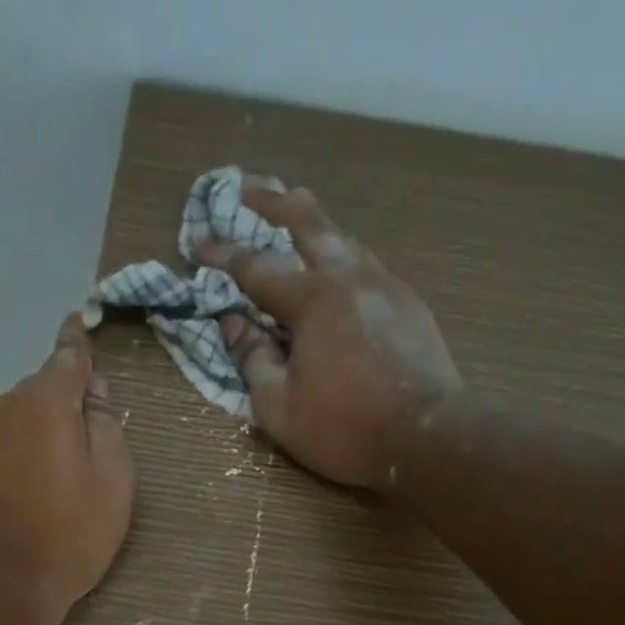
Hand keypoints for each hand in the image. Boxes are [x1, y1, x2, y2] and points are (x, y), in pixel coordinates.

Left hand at [0, 313, 134, 624]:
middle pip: (49, 386)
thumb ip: (107, 426)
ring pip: (32, 413)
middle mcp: (8, 406)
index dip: (81, 341)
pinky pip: (18, 437)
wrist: (2, 583)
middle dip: (75, 398)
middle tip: (104, 434)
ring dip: (56, 425)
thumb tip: (92, 395)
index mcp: (44, 401)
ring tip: (81, 465)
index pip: (68, 355)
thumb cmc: (70, 532)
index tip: (84, 321)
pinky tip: (53, 478)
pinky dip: (38, 445)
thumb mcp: (113, 479)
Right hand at [201, 181, 461, 491]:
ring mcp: (387, 287)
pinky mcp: (410, 305)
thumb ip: (252, 360)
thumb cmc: (345, 428)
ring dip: (315, 224)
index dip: (224, 256)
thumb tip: (232, 323)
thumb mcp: (280, 407)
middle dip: (275, 203)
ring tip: (297, 212)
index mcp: (313, 300)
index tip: (197, 245)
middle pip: (310, 225)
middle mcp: (350, 278)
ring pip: (346, 240)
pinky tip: (340, 266)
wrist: (427, 438)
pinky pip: (368, 266)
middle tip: (249, 187)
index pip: (257, 268)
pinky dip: (344, 256)